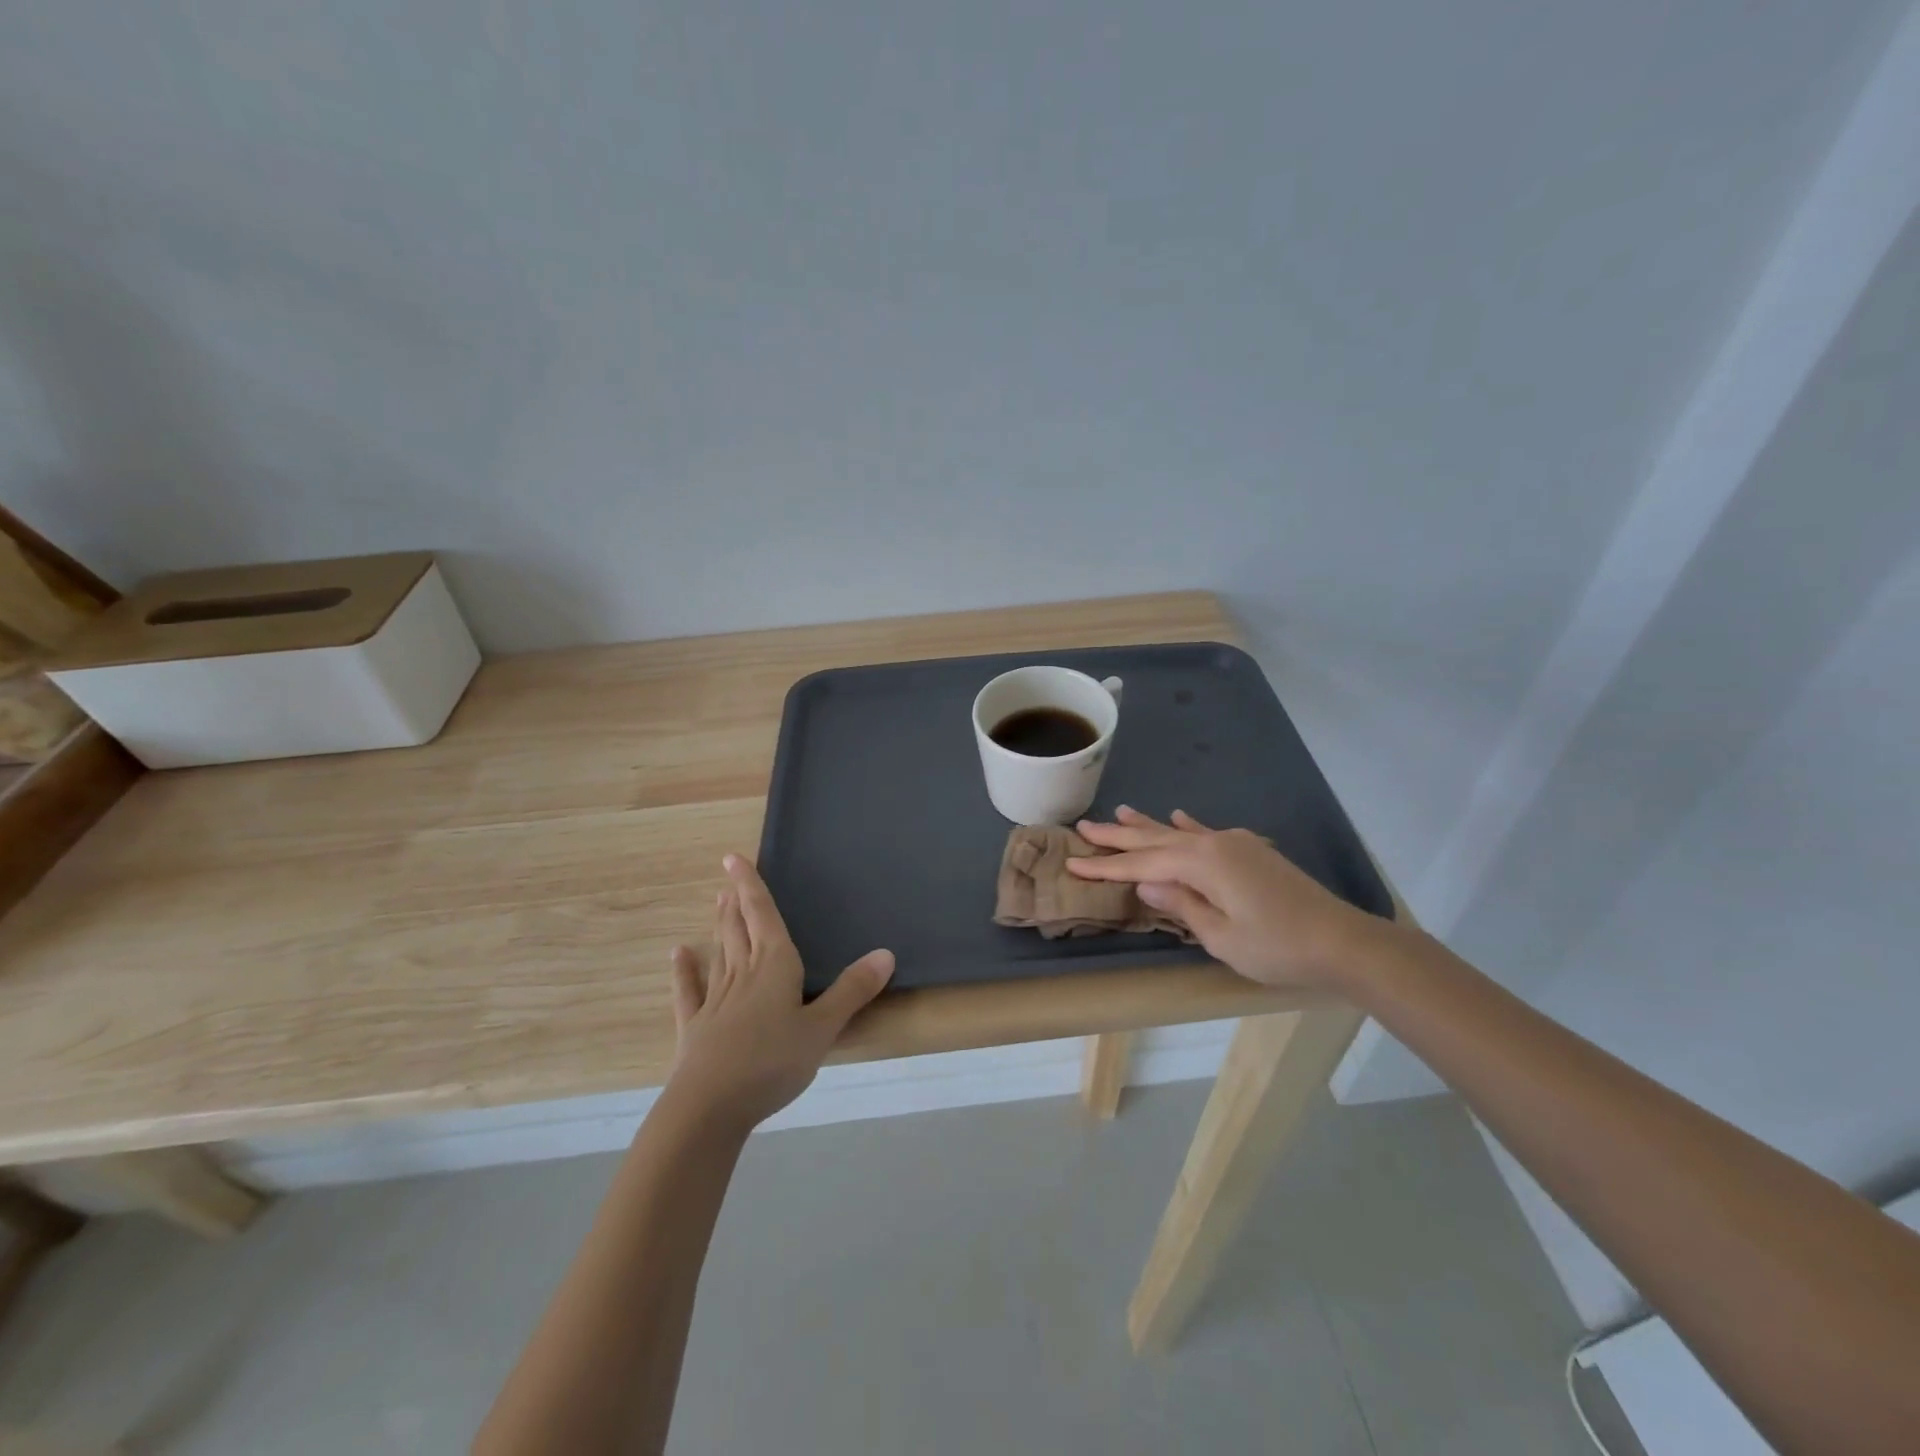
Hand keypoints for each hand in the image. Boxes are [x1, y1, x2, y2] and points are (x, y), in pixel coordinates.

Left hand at [665, 854, 894, 1132]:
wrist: (709, 1107)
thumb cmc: (772, 1062)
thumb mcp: (822, 1028)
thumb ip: (852, 991)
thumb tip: (886, 953)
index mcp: (775, 966)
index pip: (762, 915)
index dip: (751, 885)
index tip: (733, 858)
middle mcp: (743, 973)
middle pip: (739, 929)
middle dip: (736, 903)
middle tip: (728, 879)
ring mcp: (716, 1000)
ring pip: (720, 952)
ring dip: (719, 926)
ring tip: (717, 903)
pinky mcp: (695, 1027)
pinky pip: (690, 991)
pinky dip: (685, 971)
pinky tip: (679, 955)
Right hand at [1067, 806, 1387, 990]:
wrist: (1342, 941)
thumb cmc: (1278, 947)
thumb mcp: (1221, 936)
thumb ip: (1181, 905)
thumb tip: (1144, 881)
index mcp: (1201, 863)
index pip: (1141, 864)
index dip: (1105, 866)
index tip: (1071, 862)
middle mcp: (1213, 844)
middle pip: (1155, 839)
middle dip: (1118, 835)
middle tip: (1084, 826)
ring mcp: (1234, 844)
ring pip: (1178, 832)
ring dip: (1147, 824)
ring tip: (1119, 810)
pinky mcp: (1249, 851)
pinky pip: (1207, 832)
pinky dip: (1187, 825)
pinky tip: (1176, 815)